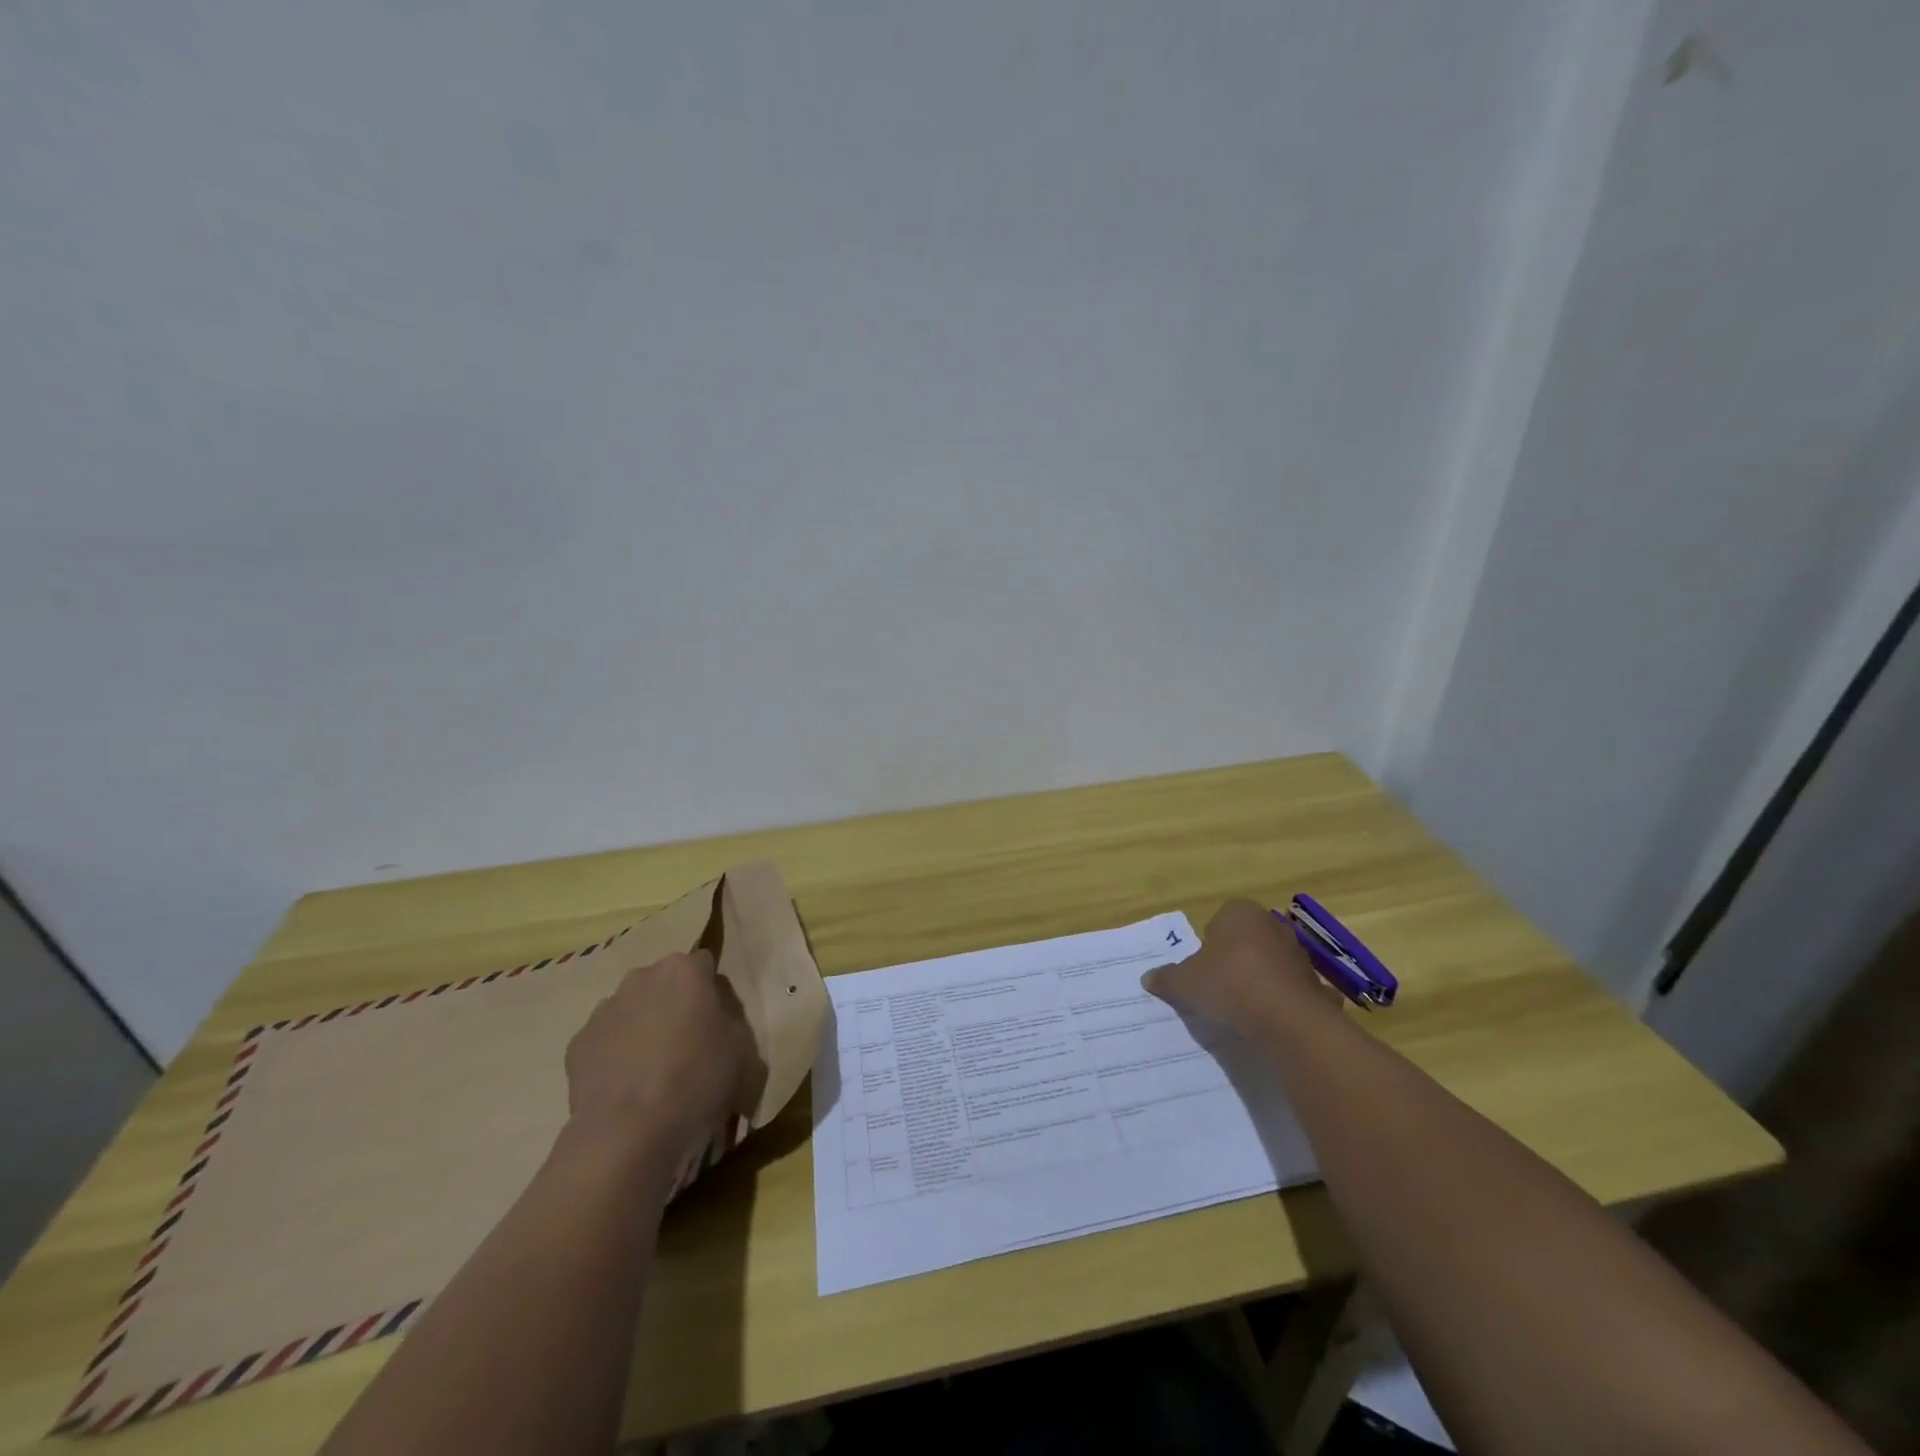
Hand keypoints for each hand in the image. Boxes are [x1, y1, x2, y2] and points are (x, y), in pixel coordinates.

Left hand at [564, 950, 764, 1159]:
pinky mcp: (577, 1044)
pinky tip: (628, 1088)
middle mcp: (641, 978)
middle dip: (675, 1005)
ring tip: (655, 1072)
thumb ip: (731, 1018)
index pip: (704, 964)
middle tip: (689, 1044)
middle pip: (665, 983)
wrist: (629, 1132)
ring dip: (644, 1028)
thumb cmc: (698, 1079)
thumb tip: (715, 1016)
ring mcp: (604, 1009)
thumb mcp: (743, 1047)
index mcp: (684, 970)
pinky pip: (606, 1041)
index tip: (718, 1021)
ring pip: (632, 1009)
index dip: (713, 992)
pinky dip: (616, 1056)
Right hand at [1142, 898, 1337, 1031]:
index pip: (1221, 919)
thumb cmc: (1228, 986)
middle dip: (1237, 958)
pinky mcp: (1318, 985)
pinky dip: (1290, 1001)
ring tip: (1245, 1008)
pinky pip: (1298, 991)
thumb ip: (1167, 978)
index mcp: (1240, 914)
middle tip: (1220, 986)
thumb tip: (1149, 977)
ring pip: (1274, 963)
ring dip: (1263, 979)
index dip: (1210, 943)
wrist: (1286, 1021)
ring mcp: (1300, 955)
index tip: (1203, 968)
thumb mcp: (1184, 983)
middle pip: (1249, 939)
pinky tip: (1277, 1020)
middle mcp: (1273, 926)